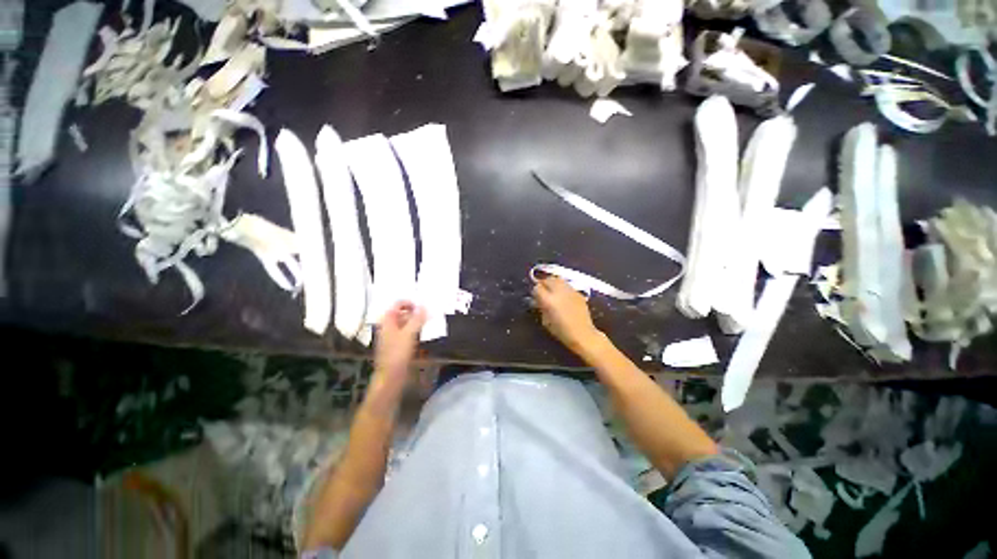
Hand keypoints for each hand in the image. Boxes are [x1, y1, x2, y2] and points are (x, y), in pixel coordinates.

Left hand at [373, 302, 426, 386]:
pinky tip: (422, 335)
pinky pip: (406, 333)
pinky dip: (414, 331)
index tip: (423, 307)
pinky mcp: (397, 345)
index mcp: (387, 321)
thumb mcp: (409, 333)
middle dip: (415, 312)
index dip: (410, 303)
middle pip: (401, 313)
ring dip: (416, 322)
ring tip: (427, 324)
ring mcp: (392, 336)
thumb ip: (417, 319)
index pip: (397, 304)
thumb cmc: (398, 353)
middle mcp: (388, 326)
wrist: (390, 376)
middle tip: (428, 315)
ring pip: (405, 323)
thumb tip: (424, 305)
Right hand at [533, 276, 601, 354]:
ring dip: (553, 283)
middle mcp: (559, 292)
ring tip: (552, 290)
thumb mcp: (545, 321)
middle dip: (543, 283)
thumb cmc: (561, 331)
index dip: (535, 291)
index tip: (535, 296)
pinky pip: (567, 285)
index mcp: (549, 300)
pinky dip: (562, 287)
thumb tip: (537, 300)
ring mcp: (570, 290)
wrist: (582, 334)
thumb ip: (541, 307)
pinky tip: (563, 295)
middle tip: (543, 291)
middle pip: (548, 279)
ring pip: (558, 279)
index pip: (537, 288)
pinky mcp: (578, 292)